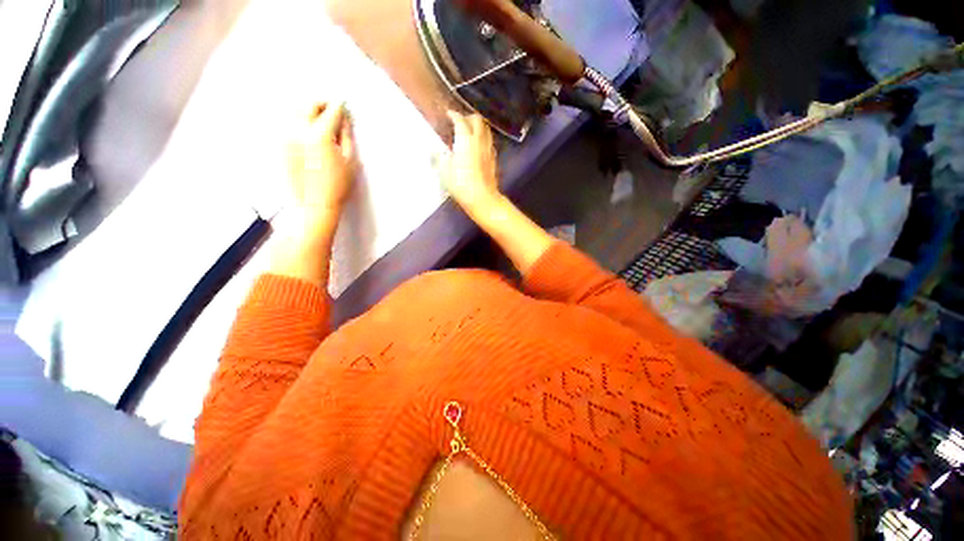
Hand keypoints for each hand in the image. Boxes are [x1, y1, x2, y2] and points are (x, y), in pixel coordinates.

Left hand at [287, 102, 356, 217]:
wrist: (315, 204)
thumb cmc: (336, 186)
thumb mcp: (350, 161)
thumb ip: (346, 136)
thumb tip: (344, 121)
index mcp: (320, 136)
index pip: (331, 111)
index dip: (340, 107)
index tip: (344, 105)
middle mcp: (300, 132)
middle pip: (309, 104)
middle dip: (322, 103)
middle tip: (331, 107)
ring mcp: (287, 137)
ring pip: (295, 111)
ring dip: (308, 110)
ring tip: (319, 118)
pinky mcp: (281, 145)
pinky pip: (288, 124)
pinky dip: (299, 121)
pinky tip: (308, 130)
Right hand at [440, 111, 502, 216]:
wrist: (482, 198)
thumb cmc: (461, 184)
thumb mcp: (445, 172)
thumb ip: (438, 158)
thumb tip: (434, 151)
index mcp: (465, 140)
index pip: (460, 120)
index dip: (453, 115)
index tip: (448, 114)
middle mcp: (479, 140)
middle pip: (477, 120)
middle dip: (468, 117)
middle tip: (460, 123)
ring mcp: (488, 149)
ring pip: (486, 129)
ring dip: (478, 126)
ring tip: (469, 132)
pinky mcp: (493, 159)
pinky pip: (489, 141)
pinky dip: (483, 138)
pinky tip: (477, 147)